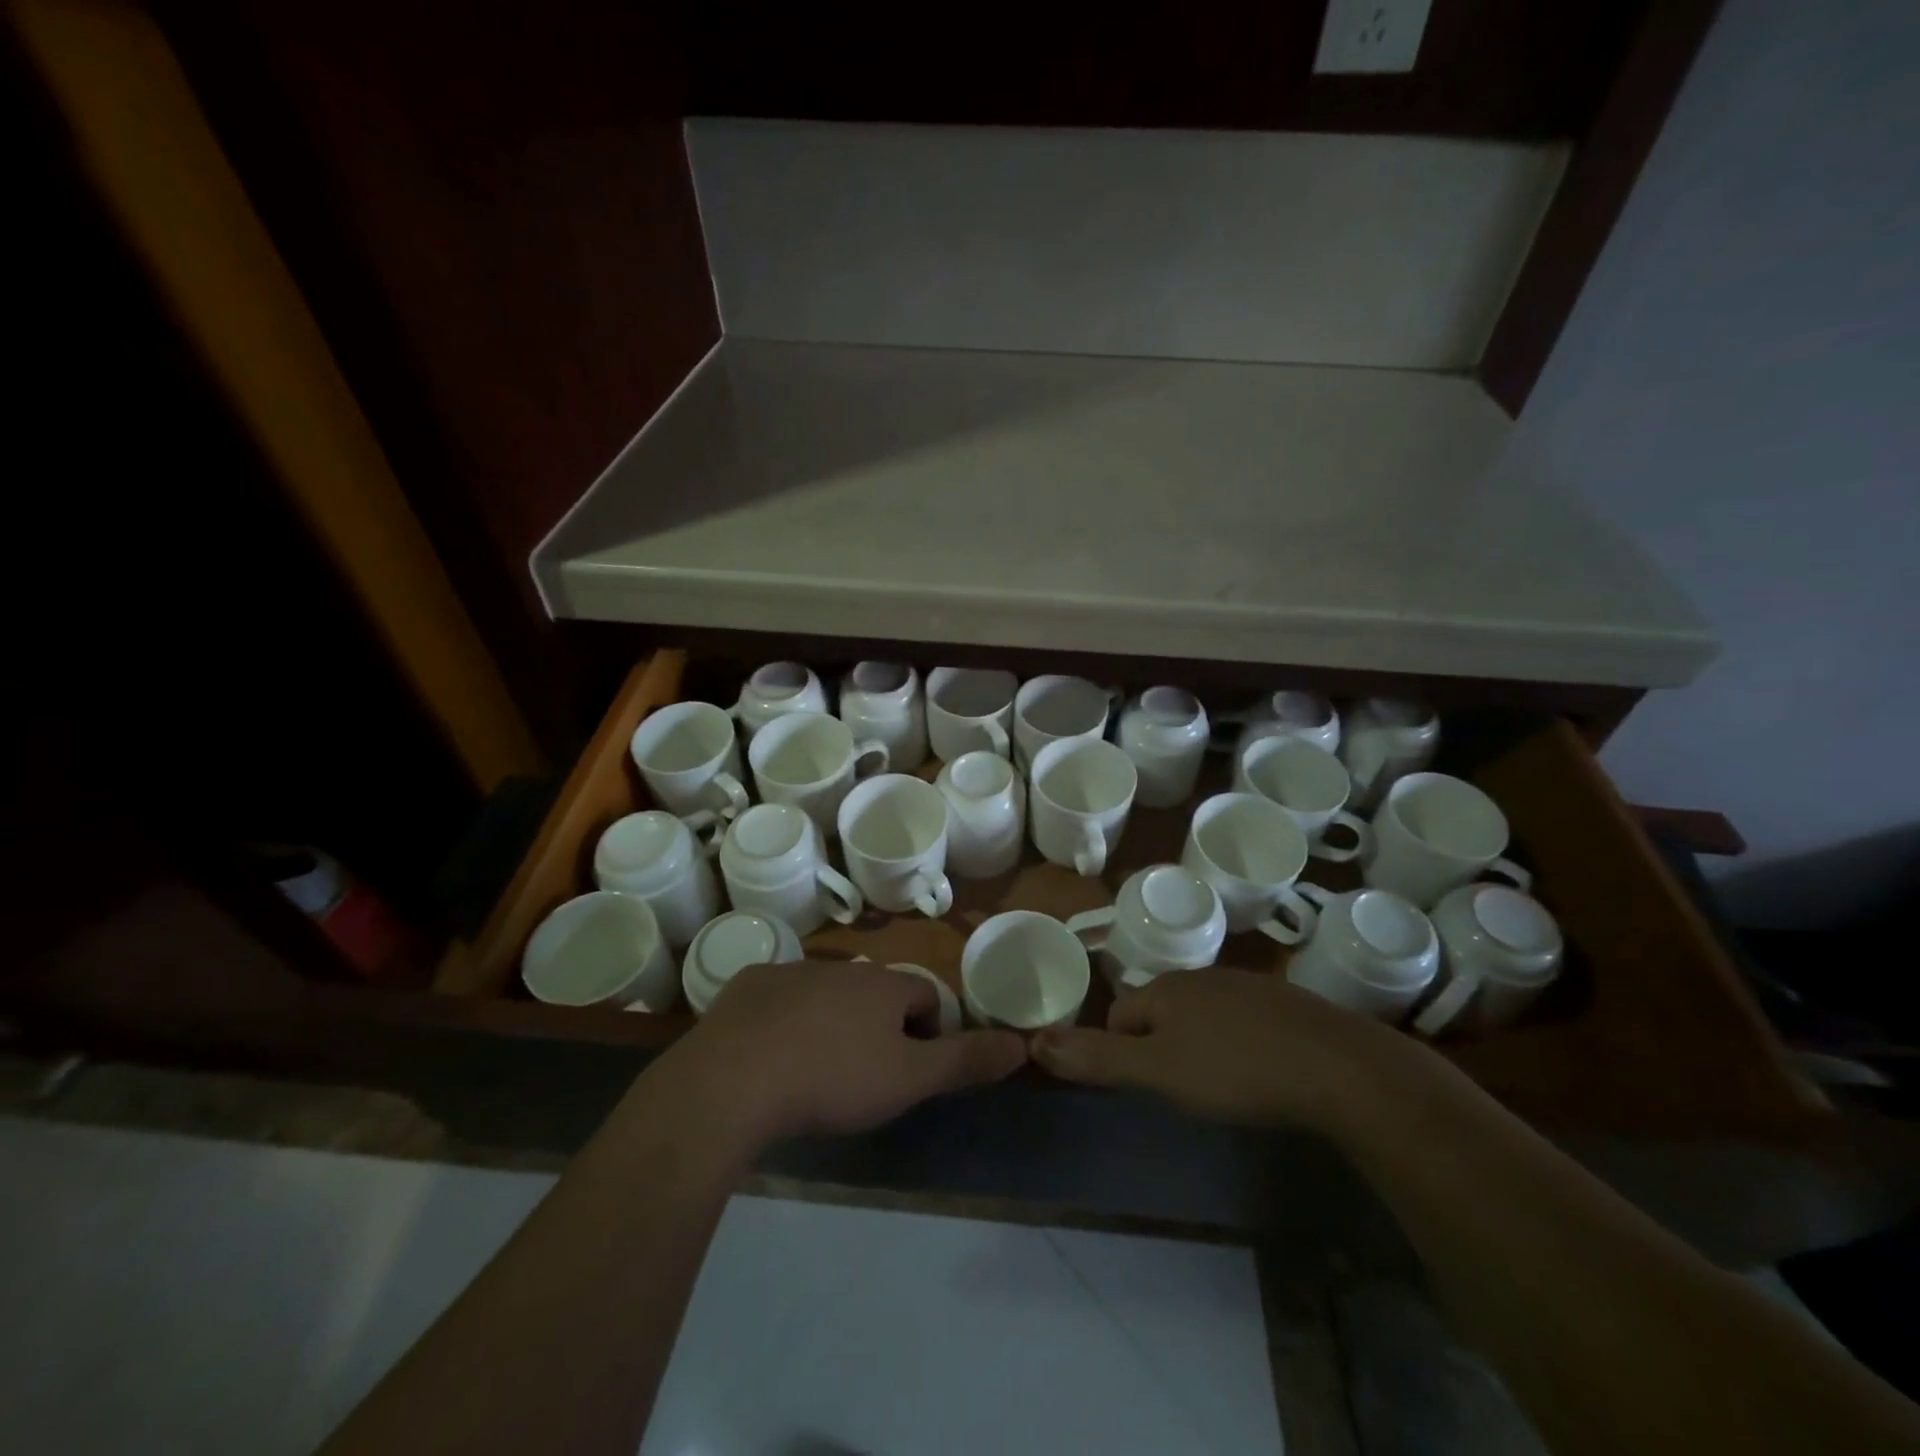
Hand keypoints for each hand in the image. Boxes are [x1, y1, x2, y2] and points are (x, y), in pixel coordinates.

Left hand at [647, 961, 1027, 1150]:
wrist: (734, 1082)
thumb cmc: (833, 1080)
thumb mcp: (909, 1079)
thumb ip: (965, 1061)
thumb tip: (1022, 1046)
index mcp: (882, 985)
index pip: (924, 996)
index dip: (928, 1033)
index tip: (910, 1073)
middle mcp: (841, 969)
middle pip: (876, 994)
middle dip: (879, 1029)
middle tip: (863, 1079)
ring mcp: (790, 973)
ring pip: (827, 996)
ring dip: (832, 1024)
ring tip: (816, 1074)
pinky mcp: (747, 988)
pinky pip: (780, 1001)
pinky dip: (785, 1023)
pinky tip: (770, 1061)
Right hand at [1030, 968, 1430, 1136]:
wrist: (1339, 1068)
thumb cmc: (1237, 1071)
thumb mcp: (1158, 1072)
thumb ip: (1097, 1058)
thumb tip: (1034, 1040)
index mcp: (1164, 989)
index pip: (1119, 1015)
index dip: (1122, 1053)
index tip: (1147, 1088)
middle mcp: (1199, 976)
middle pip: (1158, 1010)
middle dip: (1159, 1046)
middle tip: (1183, 1089)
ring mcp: (1243, 984)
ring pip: (1199, 1013)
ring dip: (1198, 1043)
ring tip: (1220, 1084)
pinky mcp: (1281, 1001)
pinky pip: (1238, 1018)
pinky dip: (1237, 1041)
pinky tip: (1259, 1070)